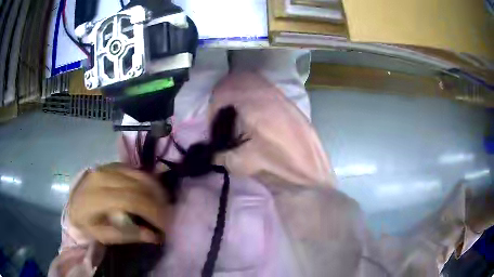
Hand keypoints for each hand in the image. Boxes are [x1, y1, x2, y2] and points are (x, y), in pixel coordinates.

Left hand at [68, 163, 172, 244]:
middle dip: (158, 203)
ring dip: (157, 191)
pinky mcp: (111, 164)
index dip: (152, 212)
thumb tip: (154, 235)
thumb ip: (127, 235)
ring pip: (139, 175)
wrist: (73, 204)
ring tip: (166, 206)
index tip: (167, 226)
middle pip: (138, 186)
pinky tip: (154, 193)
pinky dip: (148, 181)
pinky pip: (135, 170)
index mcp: (97, 196)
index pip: (131, 200)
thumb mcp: (102, 236)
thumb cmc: (85, 223)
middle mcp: (103, 176)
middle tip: (170, 217)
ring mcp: (107, 167)